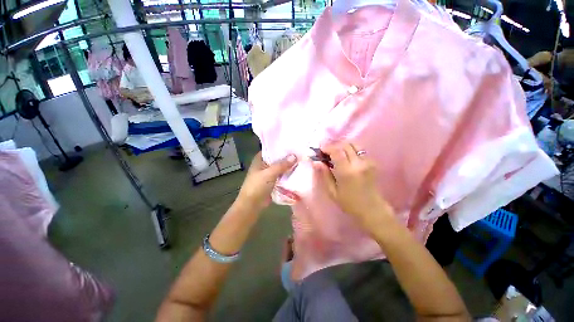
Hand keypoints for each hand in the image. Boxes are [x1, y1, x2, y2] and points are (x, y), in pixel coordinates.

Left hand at [237, 152, 296, 210]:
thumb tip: (295, 156)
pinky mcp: (272, 181)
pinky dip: (287, 174)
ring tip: (301, 160)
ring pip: (280, 167)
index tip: (293, 145)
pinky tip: (297, 171)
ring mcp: (268, 173)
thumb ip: (282, 165)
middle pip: (277, 158)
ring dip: (288, 166)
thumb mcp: (269, 173)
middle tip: (300, 152)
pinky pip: (281, 175)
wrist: (252, 205)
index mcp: (260, 159)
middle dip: (287, 157)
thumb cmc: (257, 186)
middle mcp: (264, 164)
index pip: (272, 149)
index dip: (281, 147)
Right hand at [313, 143, 393, 231]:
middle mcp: (359, 163)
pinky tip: (346, 158)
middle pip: (346, 144)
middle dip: (335, 145)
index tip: (320, 149)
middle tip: (327, 152)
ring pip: (354, 144)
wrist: (372, 209)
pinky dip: (351, 150)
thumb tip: (316, 162)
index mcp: (347, 172)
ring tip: (336, 153)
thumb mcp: (332, 192)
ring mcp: (368, 162)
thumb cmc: (349, 203)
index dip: (327, 147)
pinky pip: (360, 150)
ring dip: (343, 146)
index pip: (337, 151)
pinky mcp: (372, 163)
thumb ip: (325, 174)